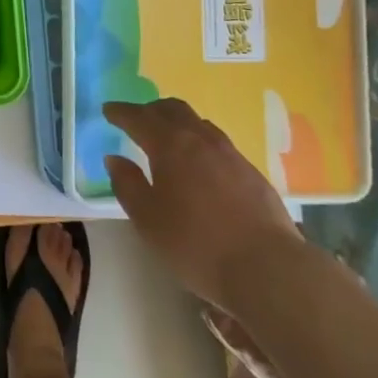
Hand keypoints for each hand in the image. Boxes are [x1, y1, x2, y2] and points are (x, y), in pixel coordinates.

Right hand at [104, 98, 303, 306]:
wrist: (269, 268)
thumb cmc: (197, 245)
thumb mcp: (148, 221)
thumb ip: (128, 185)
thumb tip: (114, 159)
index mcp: (170, 145)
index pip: (139, 118)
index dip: (121, 113)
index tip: (108, 110)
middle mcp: (200, 139)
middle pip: (172, 109)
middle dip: (150, 110)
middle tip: (137, 119)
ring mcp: (230, 153)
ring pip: (198, 122)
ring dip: (178, 122)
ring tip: (169, 138)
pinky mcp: (251, 172)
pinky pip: (217, 142)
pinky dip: (200, 141)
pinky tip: (201, 164)